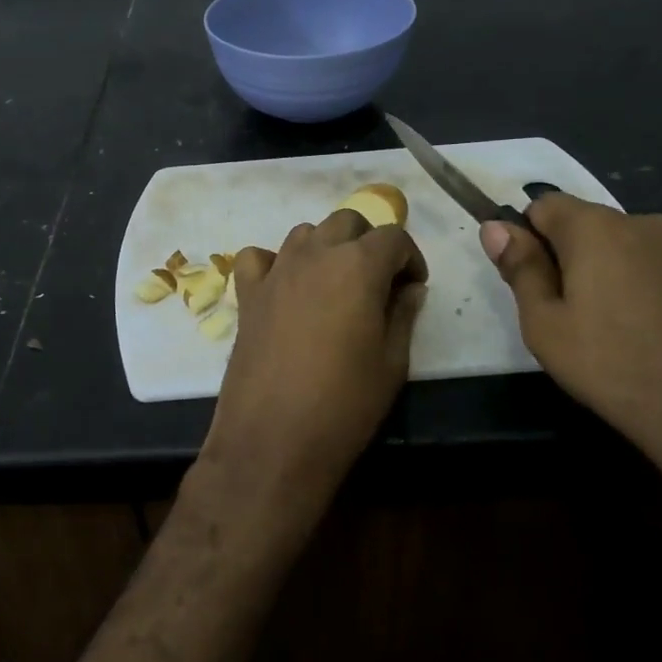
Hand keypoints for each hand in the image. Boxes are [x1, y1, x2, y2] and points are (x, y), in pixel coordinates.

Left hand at [203, 209, 427, 513]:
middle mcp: (315, 255)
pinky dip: (276, 263)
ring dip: (327, 248)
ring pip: (305, 233)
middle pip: (347, 221)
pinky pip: (259, 257)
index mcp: (358, 266)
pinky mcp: (247, 294)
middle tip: (379, 282)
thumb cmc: (345, 405)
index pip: (393, 237)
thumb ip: (403, 315)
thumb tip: (410, 289)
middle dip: (369, 242)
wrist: (273, 440)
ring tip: (336, 285)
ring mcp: (276, 271)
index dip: (410, 258)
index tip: (413, 288)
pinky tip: (286, 289)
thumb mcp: (392, 363)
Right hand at [483, 195, 661, 512]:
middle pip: (595, 227)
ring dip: (623, 275)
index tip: (534, 279)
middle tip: (576, 316)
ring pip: (640, 251)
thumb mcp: (545, 327)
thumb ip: (520, 269)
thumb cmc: (615, 369)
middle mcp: (650, 225)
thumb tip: (495, 227)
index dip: (530, 236)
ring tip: (626, 333)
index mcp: (598, 230)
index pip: (546, 204)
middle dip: (578, 258)